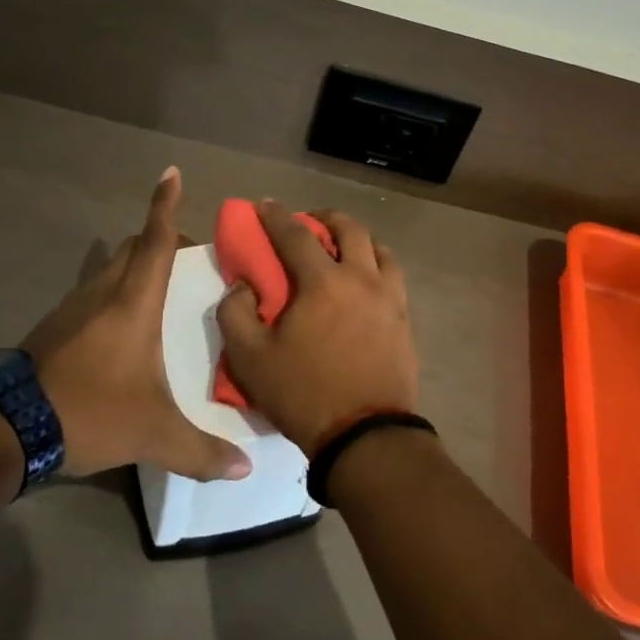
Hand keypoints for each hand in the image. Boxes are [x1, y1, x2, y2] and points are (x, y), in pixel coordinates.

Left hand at [23, 168, 250, 481]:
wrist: (6, 430)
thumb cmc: (90, 411)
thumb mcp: (153, 434)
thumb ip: (201, 451)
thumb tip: (245, 470)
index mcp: (133, 303)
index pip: (155, 241)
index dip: (165, 205)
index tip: (171, 172)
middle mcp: (102, 293)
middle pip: (133, 247)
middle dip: (160, 240)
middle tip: (190, 258)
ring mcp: (72, 308)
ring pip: (109, 268)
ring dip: (135, 267)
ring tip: (161, 291)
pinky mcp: (53, 327)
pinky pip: (91, 292)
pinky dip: (112, 292)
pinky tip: (121, 326)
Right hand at [216, 201, 418, 455]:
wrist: (366, 435)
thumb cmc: (304, 394)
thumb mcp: (250, 358)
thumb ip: (235, 313)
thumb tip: (243, 285)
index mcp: (323, 282)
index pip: (296, 234)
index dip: (276, 216)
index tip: (263, 204)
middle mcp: (361, 278)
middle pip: (349, 228)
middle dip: (325, 217)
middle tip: (308, 222)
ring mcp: (389, 297)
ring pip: (379, 248)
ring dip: (357, 239)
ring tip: (342, 250)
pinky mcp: (404, 318)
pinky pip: (393, 275)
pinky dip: (377, 264)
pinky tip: (365, 281)